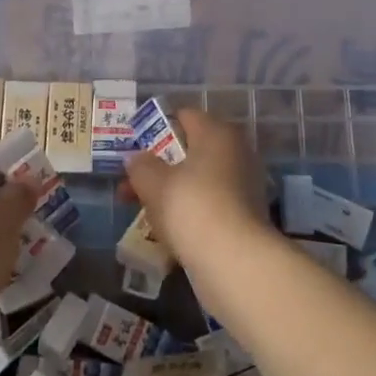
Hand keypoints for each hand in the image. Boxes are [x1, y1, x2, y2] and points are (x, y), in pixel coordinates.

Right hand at [123, 109, 272, 268]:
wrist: (234, 260)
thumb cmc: (191, 206)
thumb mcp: (153, 182)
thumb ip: (140, 165)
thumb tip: (136, 158)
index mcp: (217, 133)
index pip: (184, 116)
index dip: (156, 128)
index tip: (134, 148)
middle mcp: (236, 152)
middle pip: (190, 151)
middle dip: (158, 167)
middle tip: (130, 184)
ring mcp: (244, 185)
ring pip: (198, 180)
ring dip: (171, 192)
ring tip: (141, 210)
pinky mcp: (245, 216)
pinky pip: (209, 204)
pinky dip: (188, 212)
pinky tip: (167, 230)